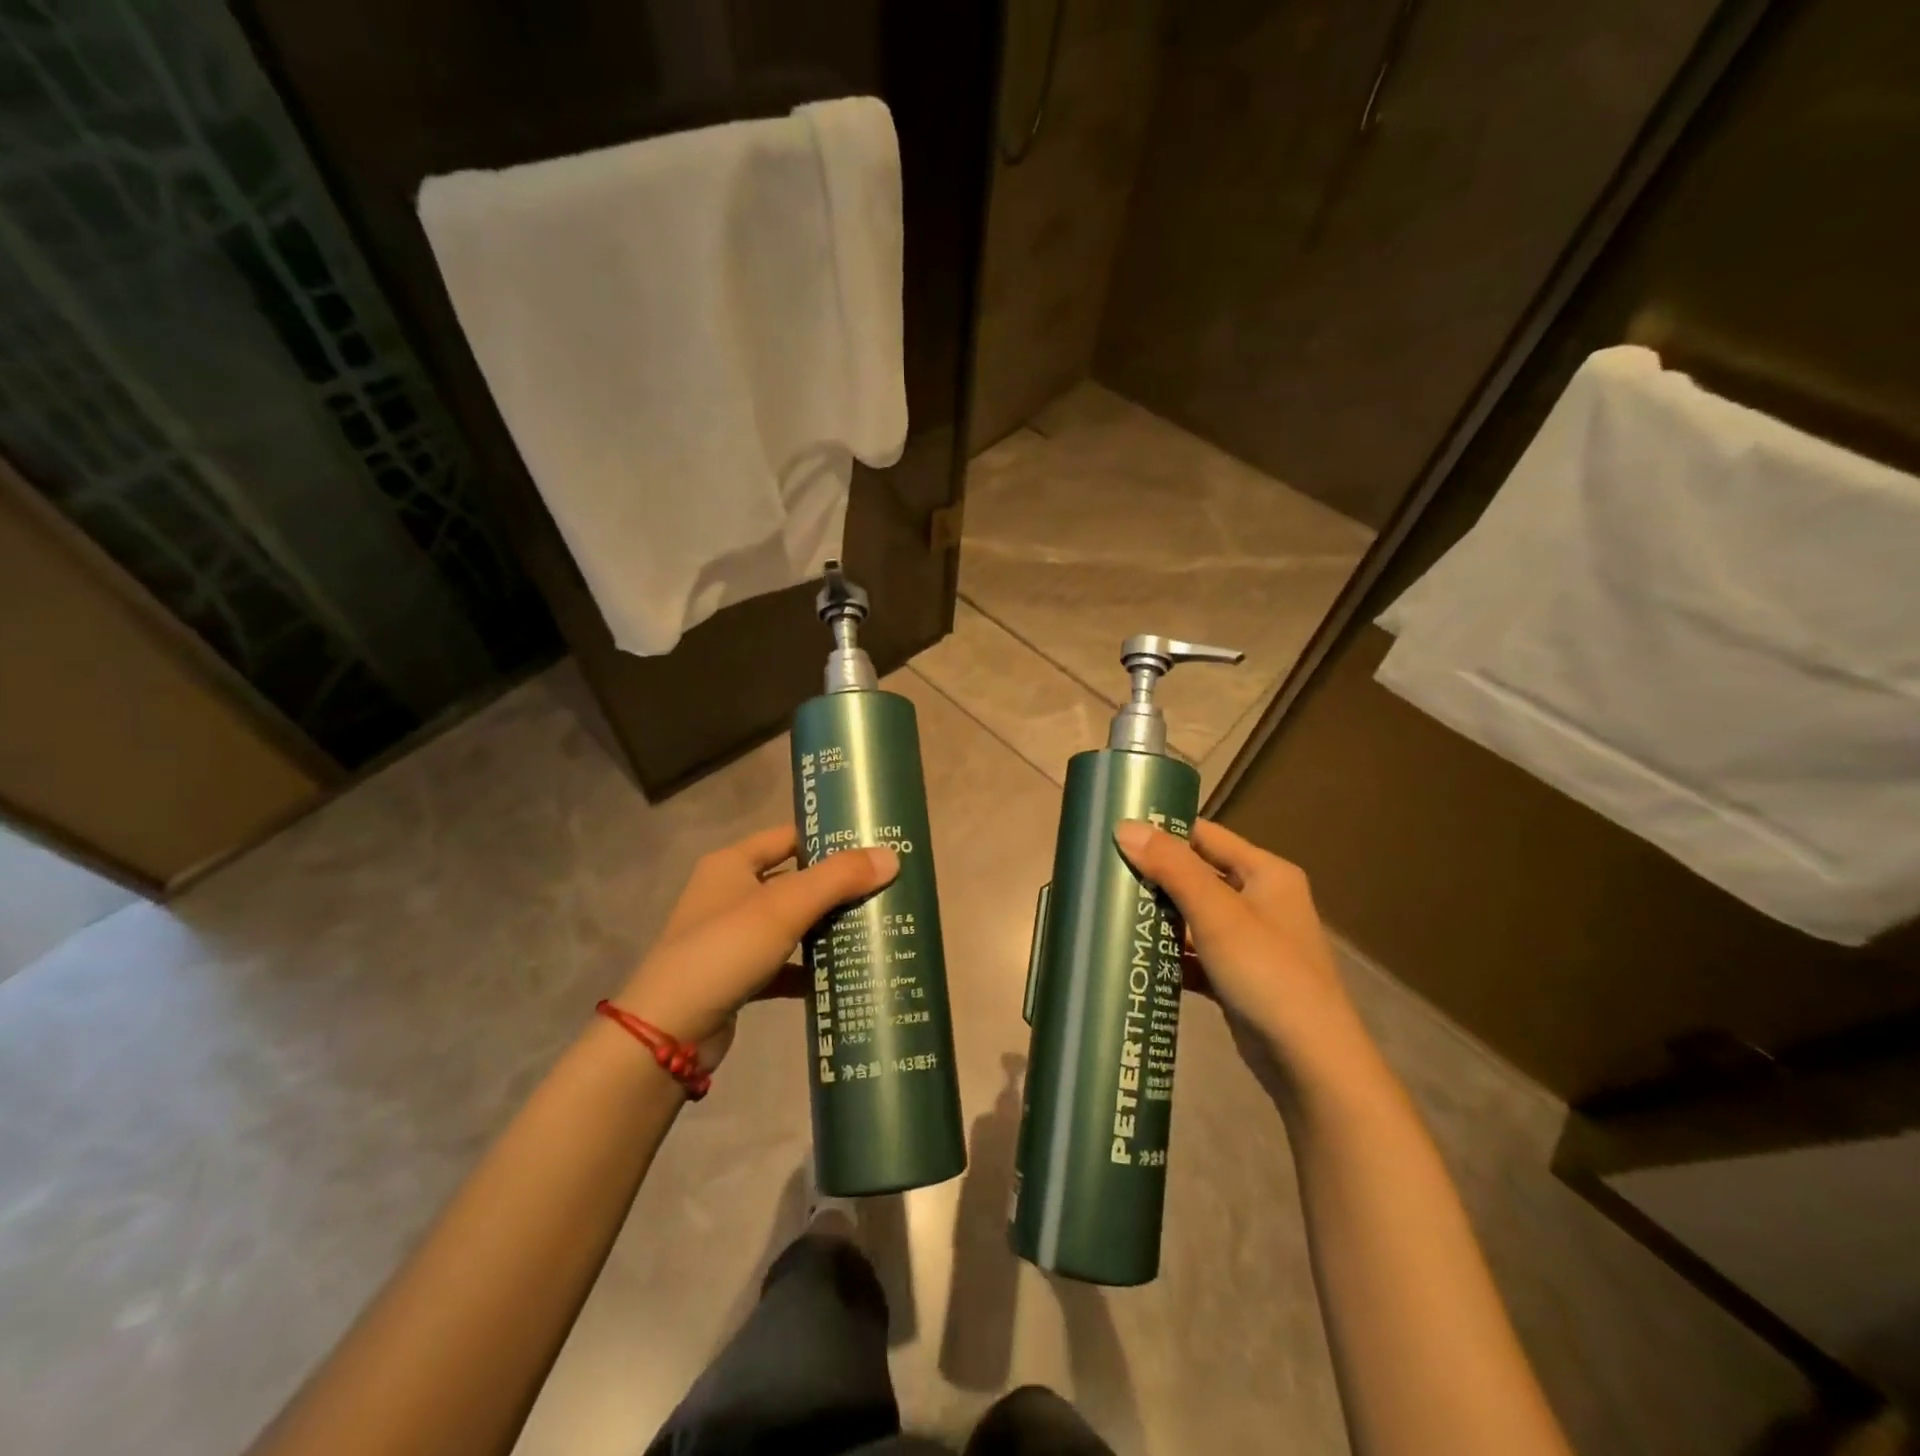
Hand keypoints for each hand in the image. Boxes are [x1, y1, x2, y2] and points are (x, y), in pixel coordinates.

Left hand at [614, 825, 897, 1069]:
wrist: (667, 1033)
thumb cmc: (724, 951)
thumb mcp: (784, 907)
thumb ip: (838, 879)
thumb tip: (892, 856)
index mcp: (732, 864)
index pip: (788, 837)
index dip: (827, 838)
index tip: (873, 846)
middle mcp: (730, 894)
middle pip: (794, 880)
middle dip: (836, 887)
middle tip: (885, 889)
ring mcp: (733, 937)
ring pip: (791, 924)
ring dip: (826, 929)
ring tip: (874, 929)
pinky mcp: (738, 976)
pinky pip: (784, 964)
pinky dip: (809, 969)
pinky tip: (841, 977)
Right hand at [1114, 819, 1383, 1096]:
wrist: (1311, 1063)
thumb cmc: (1267, 973)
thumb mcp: (1217, 914)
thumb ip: (1172, 867)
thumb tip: (1124, 826)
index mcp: (1266, 873)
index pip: (1206, 835)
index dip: (1164, 830)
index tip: (1117, 830)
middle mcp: (1261, 900)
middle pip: (1197, 875)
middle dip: (1154, 876)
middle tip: (1104, 873)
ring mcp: (1250, 942)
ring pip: (1194, 916)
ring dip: (1159, 916)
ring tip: (1110, 910)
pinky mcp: (1238, 977)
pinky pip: (1196, 953)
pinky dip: (1170, 954)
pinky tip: (1136, 957)